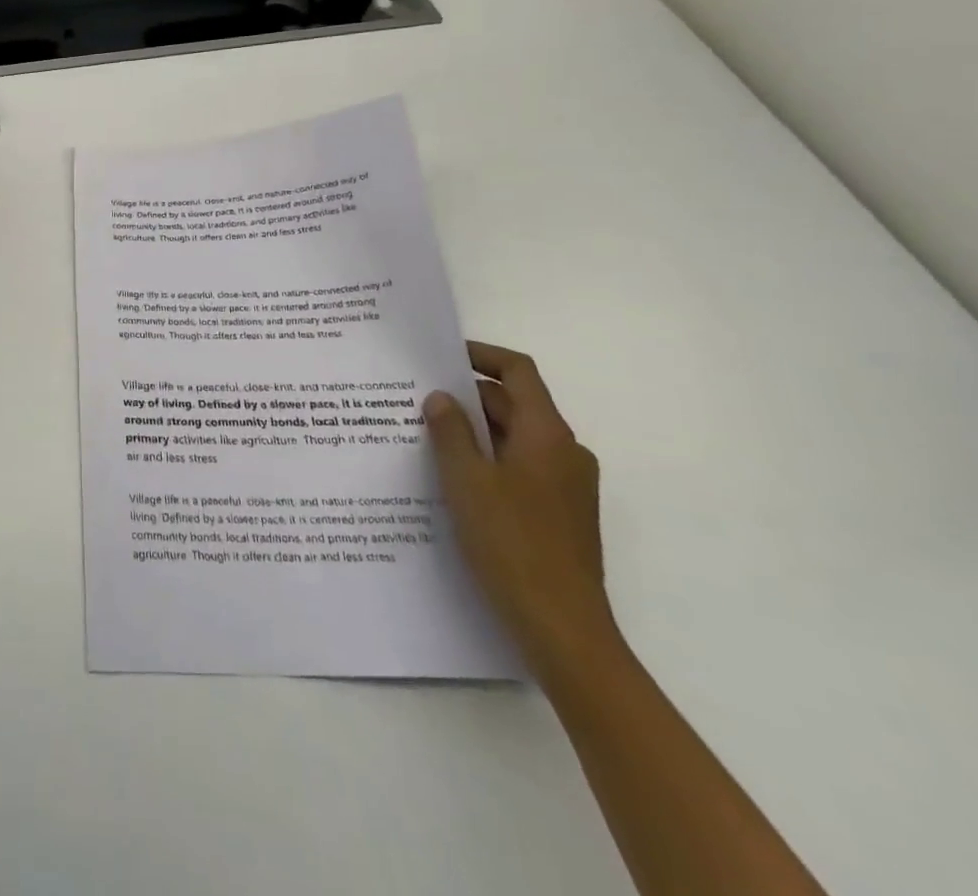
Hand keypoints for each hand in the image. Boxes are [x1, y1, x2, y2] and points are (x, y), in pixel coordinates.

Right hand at [425, 342, 617, 675]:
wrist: (562, 627)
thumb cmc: (512, 543)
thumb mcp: (466, 481)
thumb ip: (450, 432)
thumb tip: (440, 398)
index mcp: (548, 435)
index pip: (519, 372)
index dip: (482, 355)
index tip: (441, 354)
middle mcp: (565, 452)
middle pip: (514, 404)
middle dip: (466, 397)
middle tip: (415, 398)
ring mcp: (566, 485)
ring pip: (514, 438)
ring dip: (474, 431)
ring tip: (423, 436)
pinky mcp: (559, 513)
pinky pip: (519, 468)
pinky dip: (487, 460)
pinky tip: (450, 479)